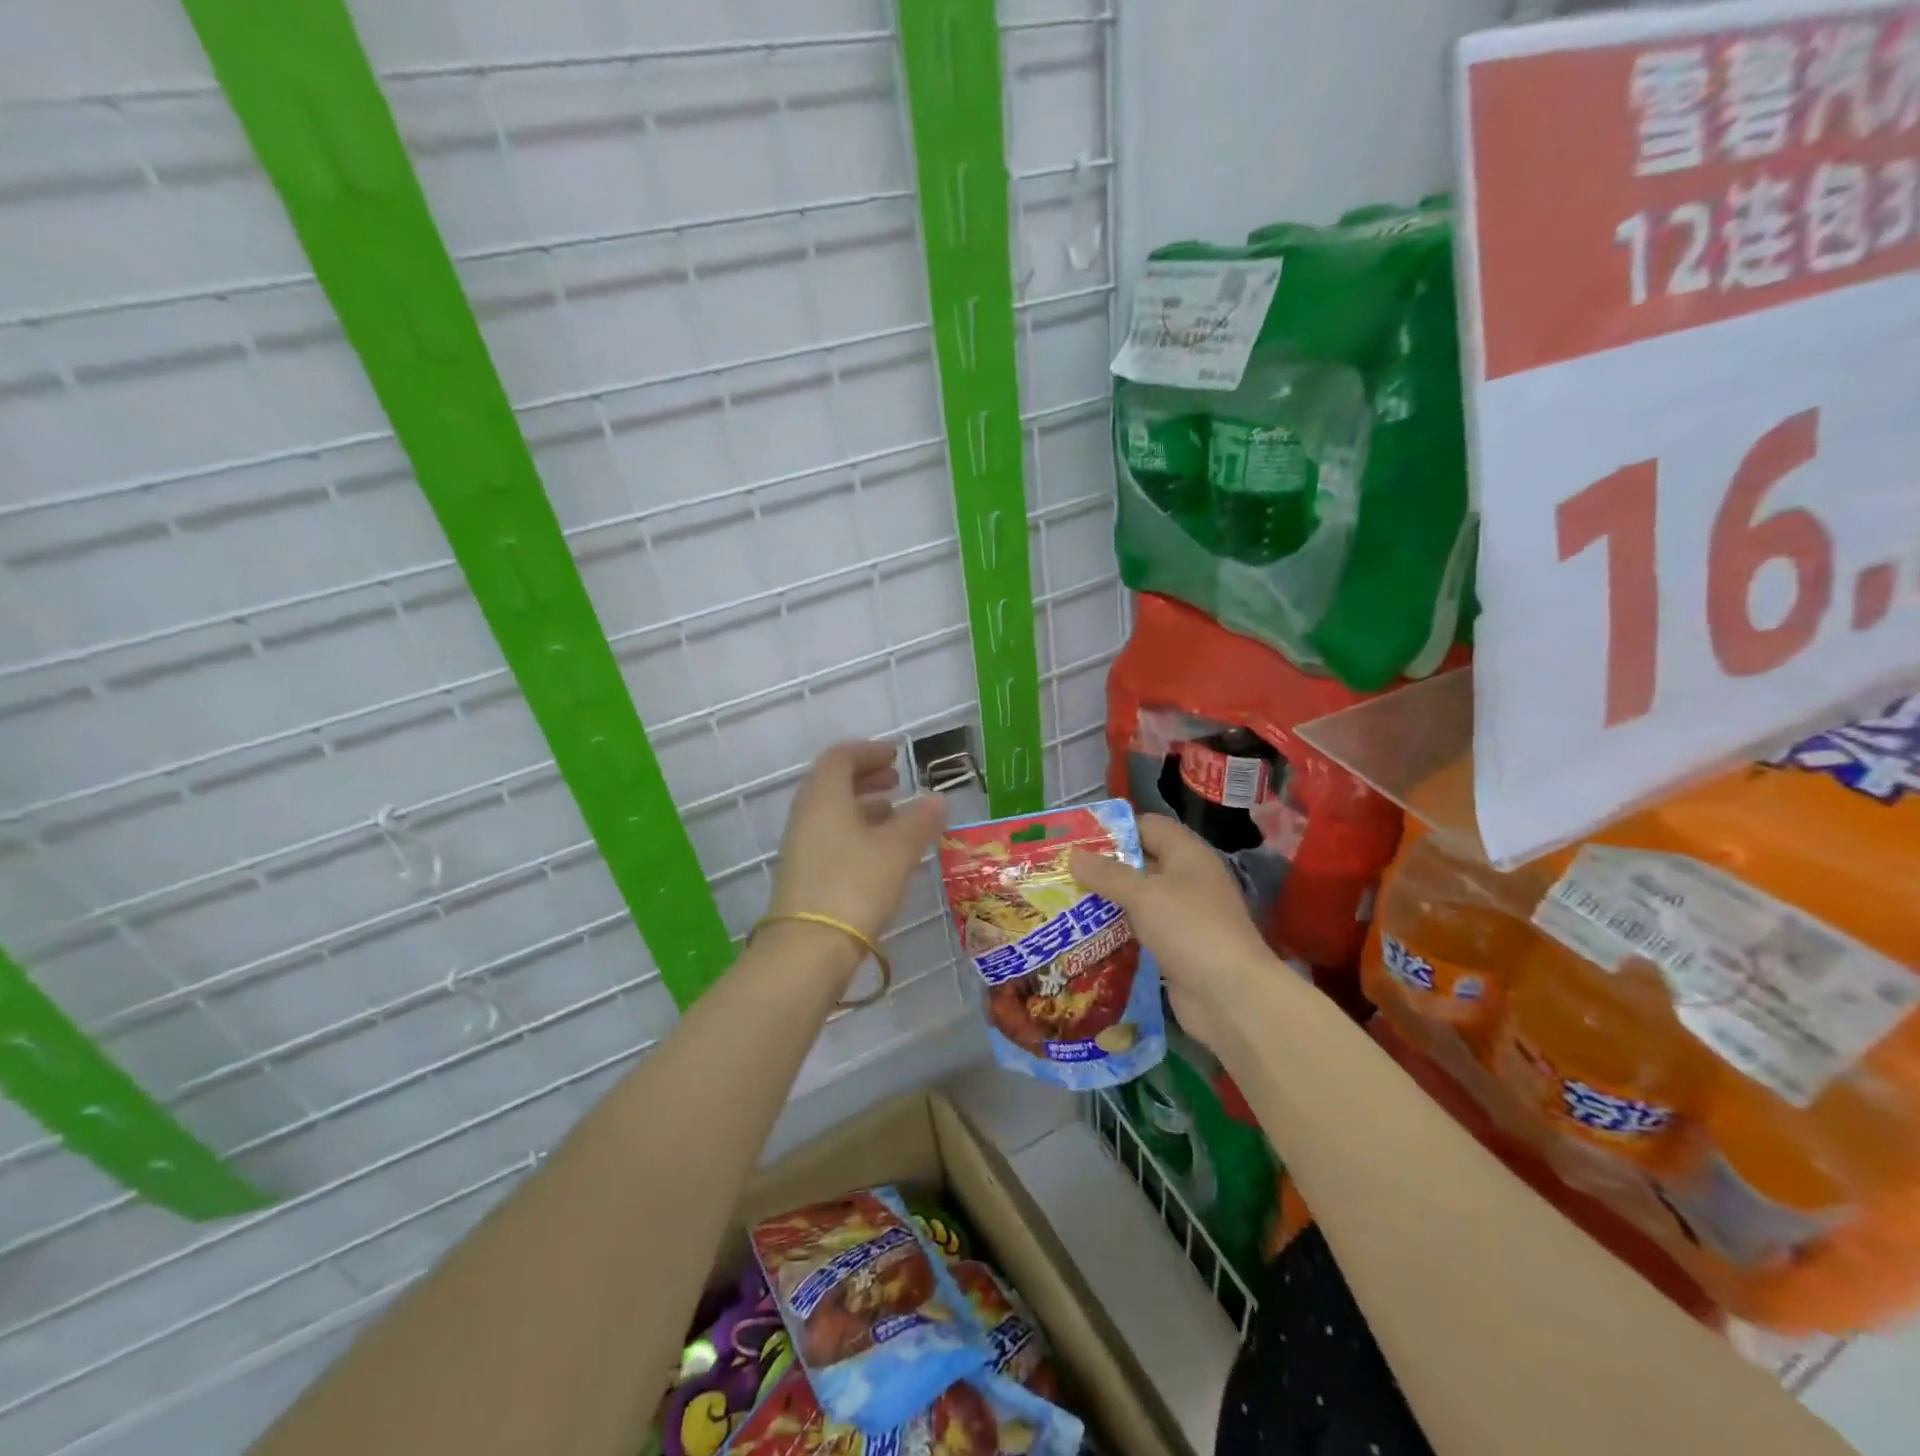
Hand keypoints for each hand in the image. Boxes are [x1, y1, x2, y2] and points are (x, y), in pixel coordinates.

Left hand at [767, 741, 946, 954]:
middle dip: (866, 777)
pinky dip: (857, 832)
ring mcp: (802, 847)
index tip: (896, 755)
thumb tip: (937, 799)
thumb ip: (920, 820)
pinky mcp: (804, 875)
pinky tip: (881, 851)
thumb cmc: (855, 884)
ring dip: (863, 806)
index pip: (841, 757)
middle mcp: (807, 815)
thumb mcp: (898, 849)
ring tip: (895, 814)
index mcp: (824, 796)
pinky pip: (831, 838)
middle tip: (896, 780)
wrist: (808, 949)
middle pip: (833, 783)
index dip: (869, 751)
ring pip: (833, 813)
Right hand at [1070, 814, 1275, 1056]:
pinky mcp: (1176, 947)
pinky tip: (1086, 934)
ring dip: (1107, 901)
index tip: (1077, 838)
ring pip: (1138, 898)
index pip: (1148, 826)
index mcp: (1187, 854)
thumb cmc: (1190, 930)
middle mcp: (1187, 879)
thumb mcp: (1143, 895)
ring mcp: (1183, 915)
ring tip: (1065, 901)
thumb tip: (1072, 854)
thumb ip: (1106, 874)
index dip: (1115, 829)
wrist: (1231, 997)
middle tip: (1061, 871)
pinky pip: (1141, 929)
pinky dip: (1117, 930)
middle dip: (1103, 867)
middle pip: (1140, 862)